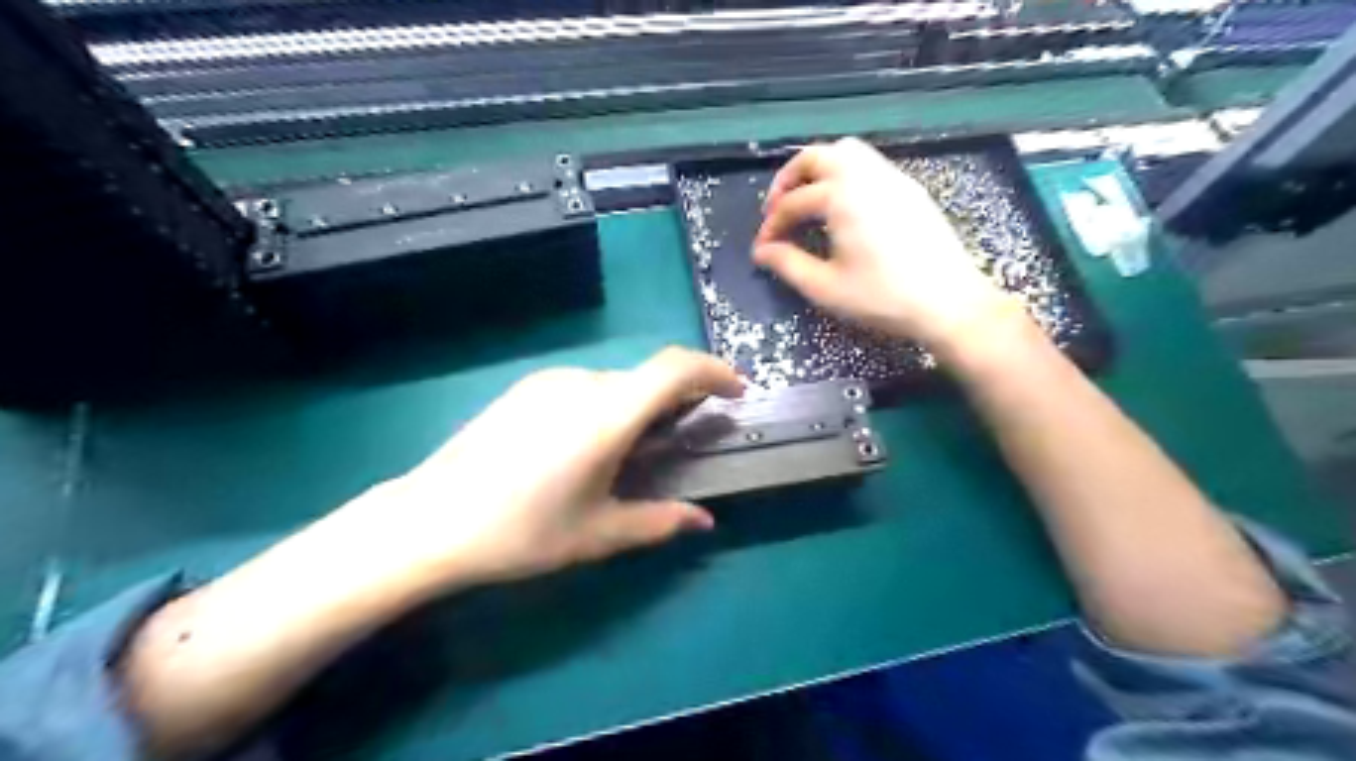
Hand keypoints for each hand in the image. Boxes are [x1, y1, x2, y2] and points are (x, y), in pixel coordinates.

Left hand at [359, 349, 740, 591]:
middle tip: (684, 436)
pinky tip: (585, 446)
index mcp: (607, 414)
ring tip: (632, 450)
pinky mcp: (525, 388)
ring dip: (640, 404)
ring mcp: (549, 382)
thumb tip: (705, 520)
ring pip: (615, 382)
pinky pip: (584, 387)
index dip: (714, 371)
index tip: (736, 391)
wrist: (430, 520)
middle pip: (647, 377)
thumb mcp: (598, 533)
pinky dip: (607, 404)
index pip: (676, 368)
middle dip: (678, 398)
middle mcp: (582, 384)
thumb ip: (659, 521)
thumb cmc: (521, 531)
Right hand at [752, 136, 1004, 346]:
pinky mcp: (911, 190)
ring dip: (820, 171)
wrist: (949, 303)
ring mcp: (893, 178)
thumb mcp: (825, 288)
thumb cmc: (883, 298)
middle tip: (777, 208)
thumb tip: (762, 252)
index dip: (772, 225)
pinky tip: (844, 208)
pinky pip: (870, 165)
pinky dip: (846, 176)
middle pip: (817, 156)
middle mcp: (866, 176)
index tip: (763, 249)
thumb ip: (788, 265)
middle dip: (789, 179)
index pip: (793, 202)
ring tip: (809, 202)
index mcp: (842, 197)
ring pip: (847, 153)